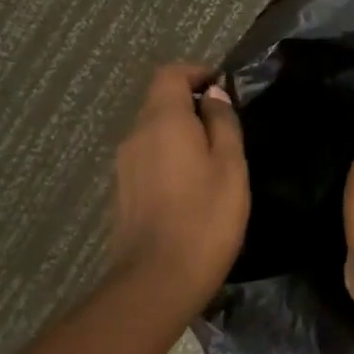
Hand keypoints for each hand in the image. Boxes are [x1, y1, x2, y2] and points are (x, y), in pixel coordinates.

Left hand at [109, 63, 249, 310]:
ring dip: (180, 133)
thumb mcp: (230, 166)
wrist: (157, 281)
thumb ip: (223, 123)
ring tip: (212, 159)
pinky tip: (191, 186)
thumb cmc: (205, 218)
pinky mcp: (122, 191)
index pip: (170, 74)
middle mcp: (136, 135)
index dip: (196, 73)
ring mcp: (124, 165)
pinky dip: (169, 157)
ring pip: (153, 132)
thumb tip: (213, 95)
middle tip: (225, 126)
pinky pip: (147, 158)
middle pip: (159, 102)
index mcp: (162, 121)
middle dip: (191, 105)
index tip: (221, 86)